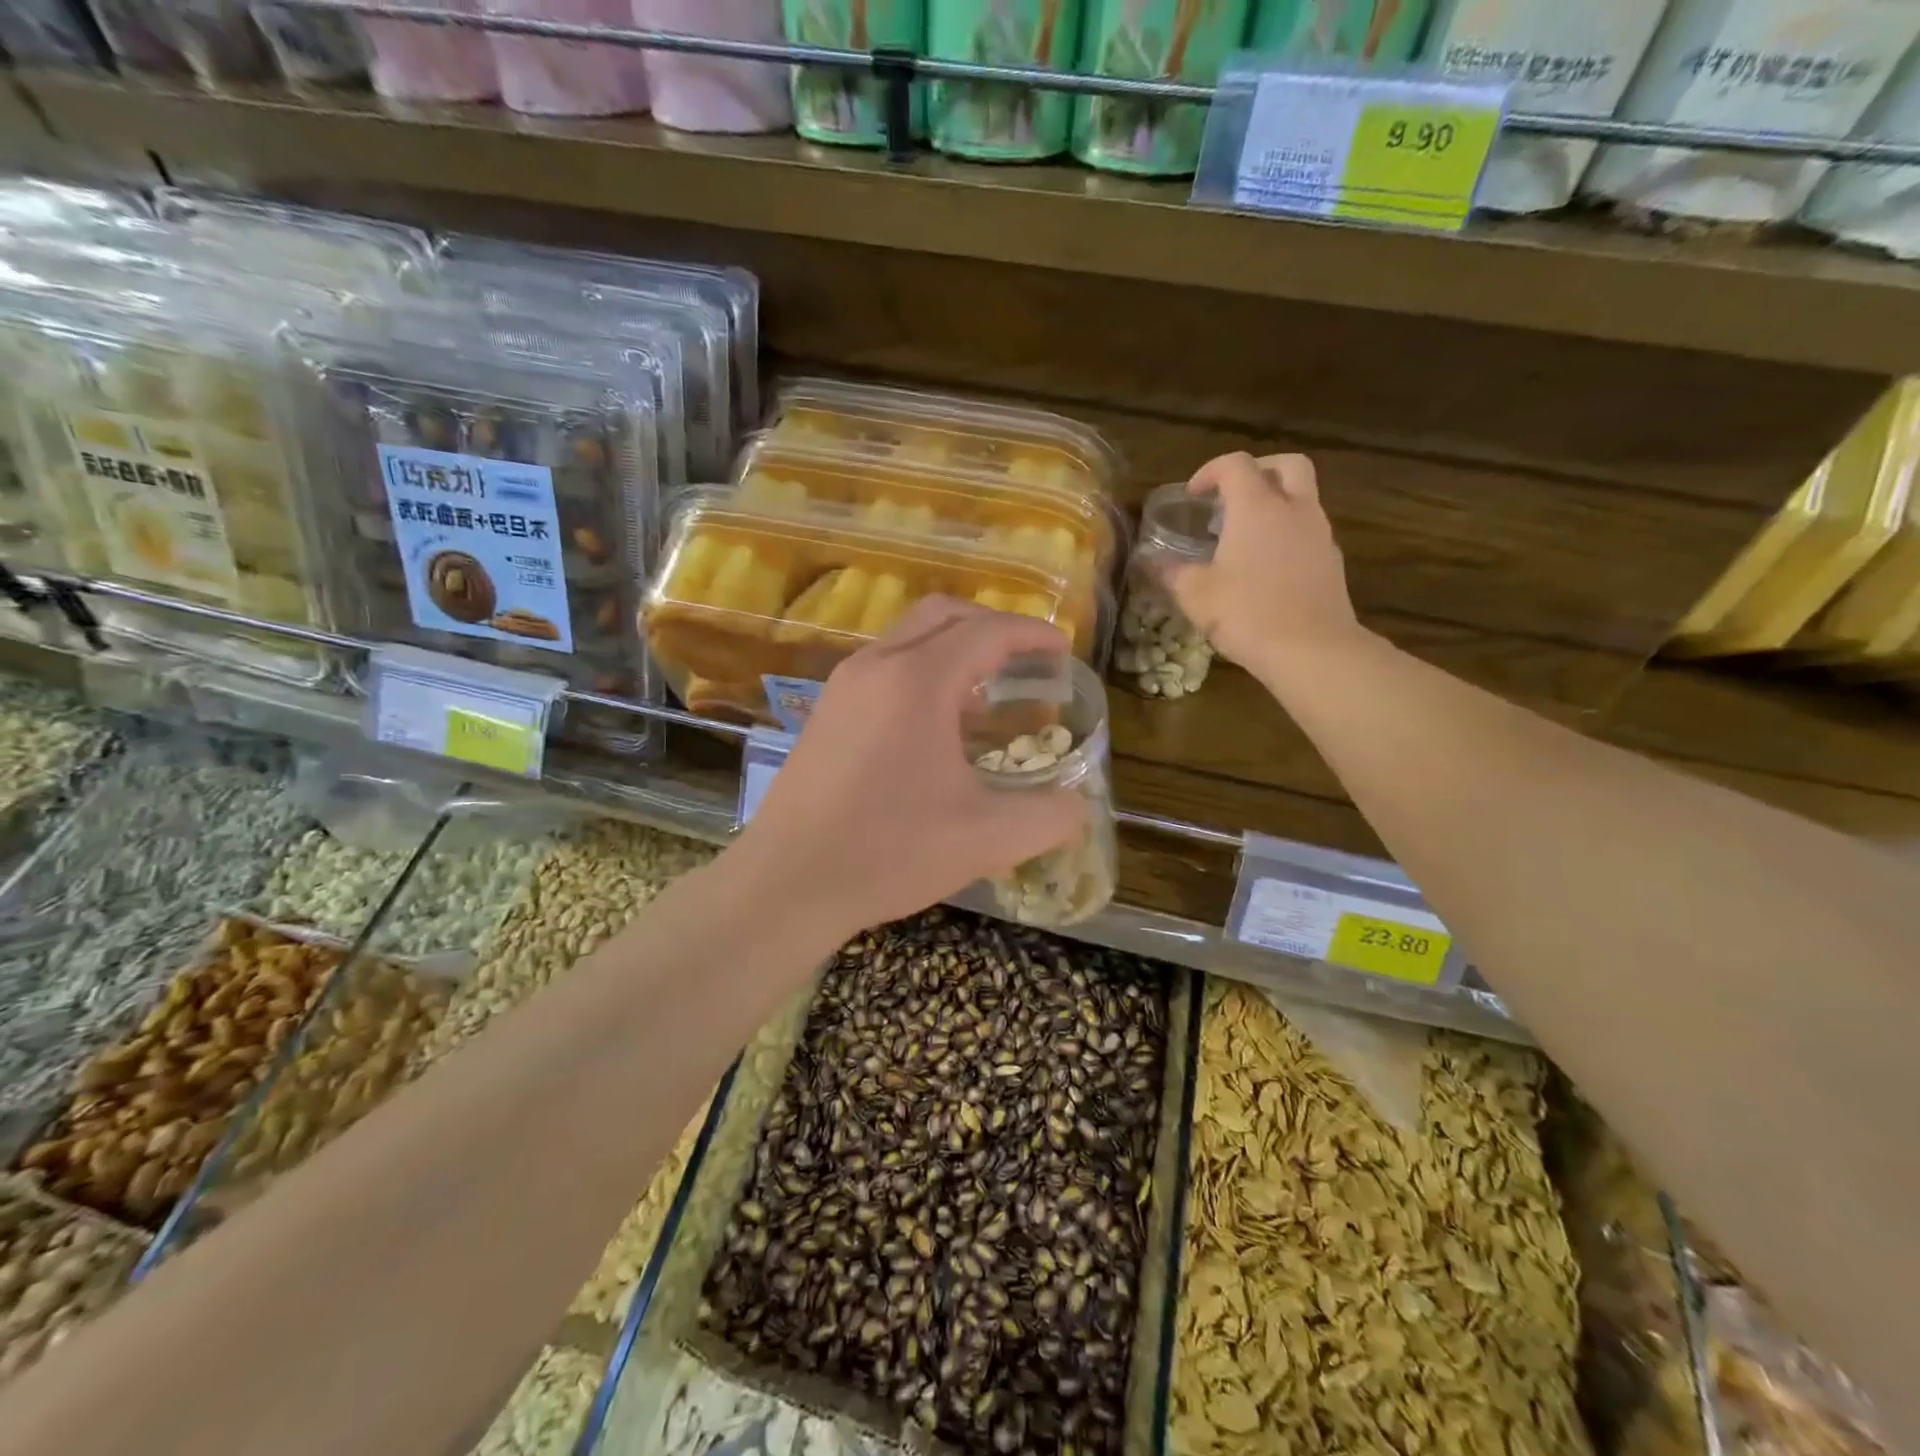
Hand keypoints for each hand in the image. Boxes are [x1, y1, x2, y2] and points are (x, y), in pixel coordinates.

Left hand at [734, 597, 1087, 939]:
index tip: (1062, 651)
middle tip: (1026, 660)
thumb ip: (1048, 817)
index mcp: (917, 681)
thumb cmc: (888, 853)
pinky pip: (883, 667)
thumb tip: (1078, 805)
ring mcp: (842, 686)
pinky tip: (936, 725)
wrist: (786, 883)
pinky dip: (921, 672)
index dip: (1032, 635)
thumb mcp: (986, 839)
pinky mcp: (824, 713)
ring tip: (987, 692)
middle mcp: (875, 666)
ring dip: (952, 649)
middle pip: (943, 614)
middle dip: (991, 626)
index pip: (987, 632)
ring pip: (907, 638)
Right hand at [1160, 451, 1366, 686]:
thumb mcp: (1194, 595)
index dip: (1210, 472)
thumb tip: (1147, 561)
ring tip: (1245, 535)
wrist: (1311, 650)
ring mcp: (1319, 532)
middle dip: (1257, 471)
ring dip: (1275, 503)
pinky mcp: (1332, 560)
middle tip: (1232, 496)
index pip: (1235, 464)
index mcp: (1256, 507)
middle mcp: (1294, 508)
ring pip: (1302, 496)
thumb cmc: (1247, 614)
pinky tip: (1267, 565)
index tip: (1193, 496)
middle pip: (1285, 465)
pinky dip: (1288, 532)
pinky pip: (1309, 529)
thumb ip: (1169, 572)